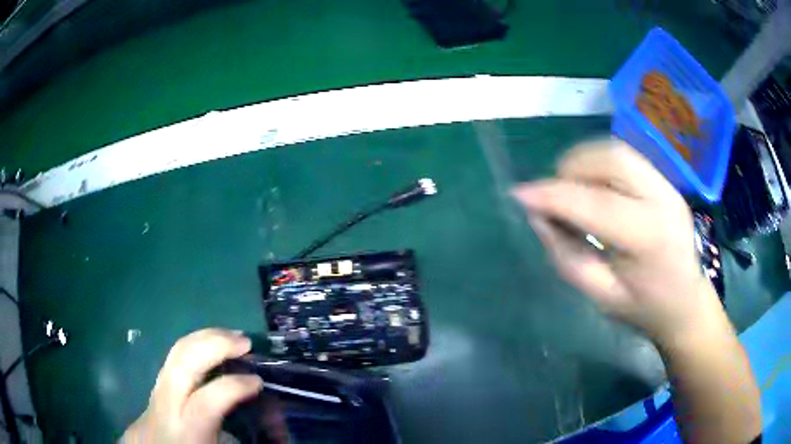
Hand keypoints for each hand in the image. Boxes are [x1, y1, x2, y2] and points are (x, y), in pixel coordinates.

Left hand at [122, 328, 262, 442]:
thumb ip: (241, 439)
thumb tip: (273, 428)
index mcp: (185, 430)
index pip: (206, 401)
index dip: (234, 386)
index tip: (257, 381)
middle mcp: (166, 404)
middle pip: (183, 361)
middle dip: (214, 344)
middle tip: (245, 342)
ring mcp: (156, 389)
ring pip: (176, 351)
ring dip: (206, 337)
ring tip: (231, 336)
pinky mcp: (155, 383)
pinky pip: (174, 355)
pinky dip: (195, 344)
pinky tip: (211, 346)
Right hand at [513, 139, 722, 345]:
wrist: (686, 303)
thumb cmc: (643, 309)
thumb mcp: (600, 295)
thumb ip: (566, 255)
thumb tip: (539, 215)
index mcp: (649, 238)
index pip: (595, 204)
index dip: (553, 196)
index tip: (520, 195)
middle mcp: (662, 200)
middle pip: (611, 158)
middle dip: (572, 167)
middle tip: (554, 193)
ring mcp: (668, 186)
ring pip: (617, 151)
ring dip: (585, 162)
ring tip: (572, 188)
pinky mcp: (666, 182)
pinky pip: (626, 159)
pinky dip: (600, 165)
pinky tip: (594, 188)